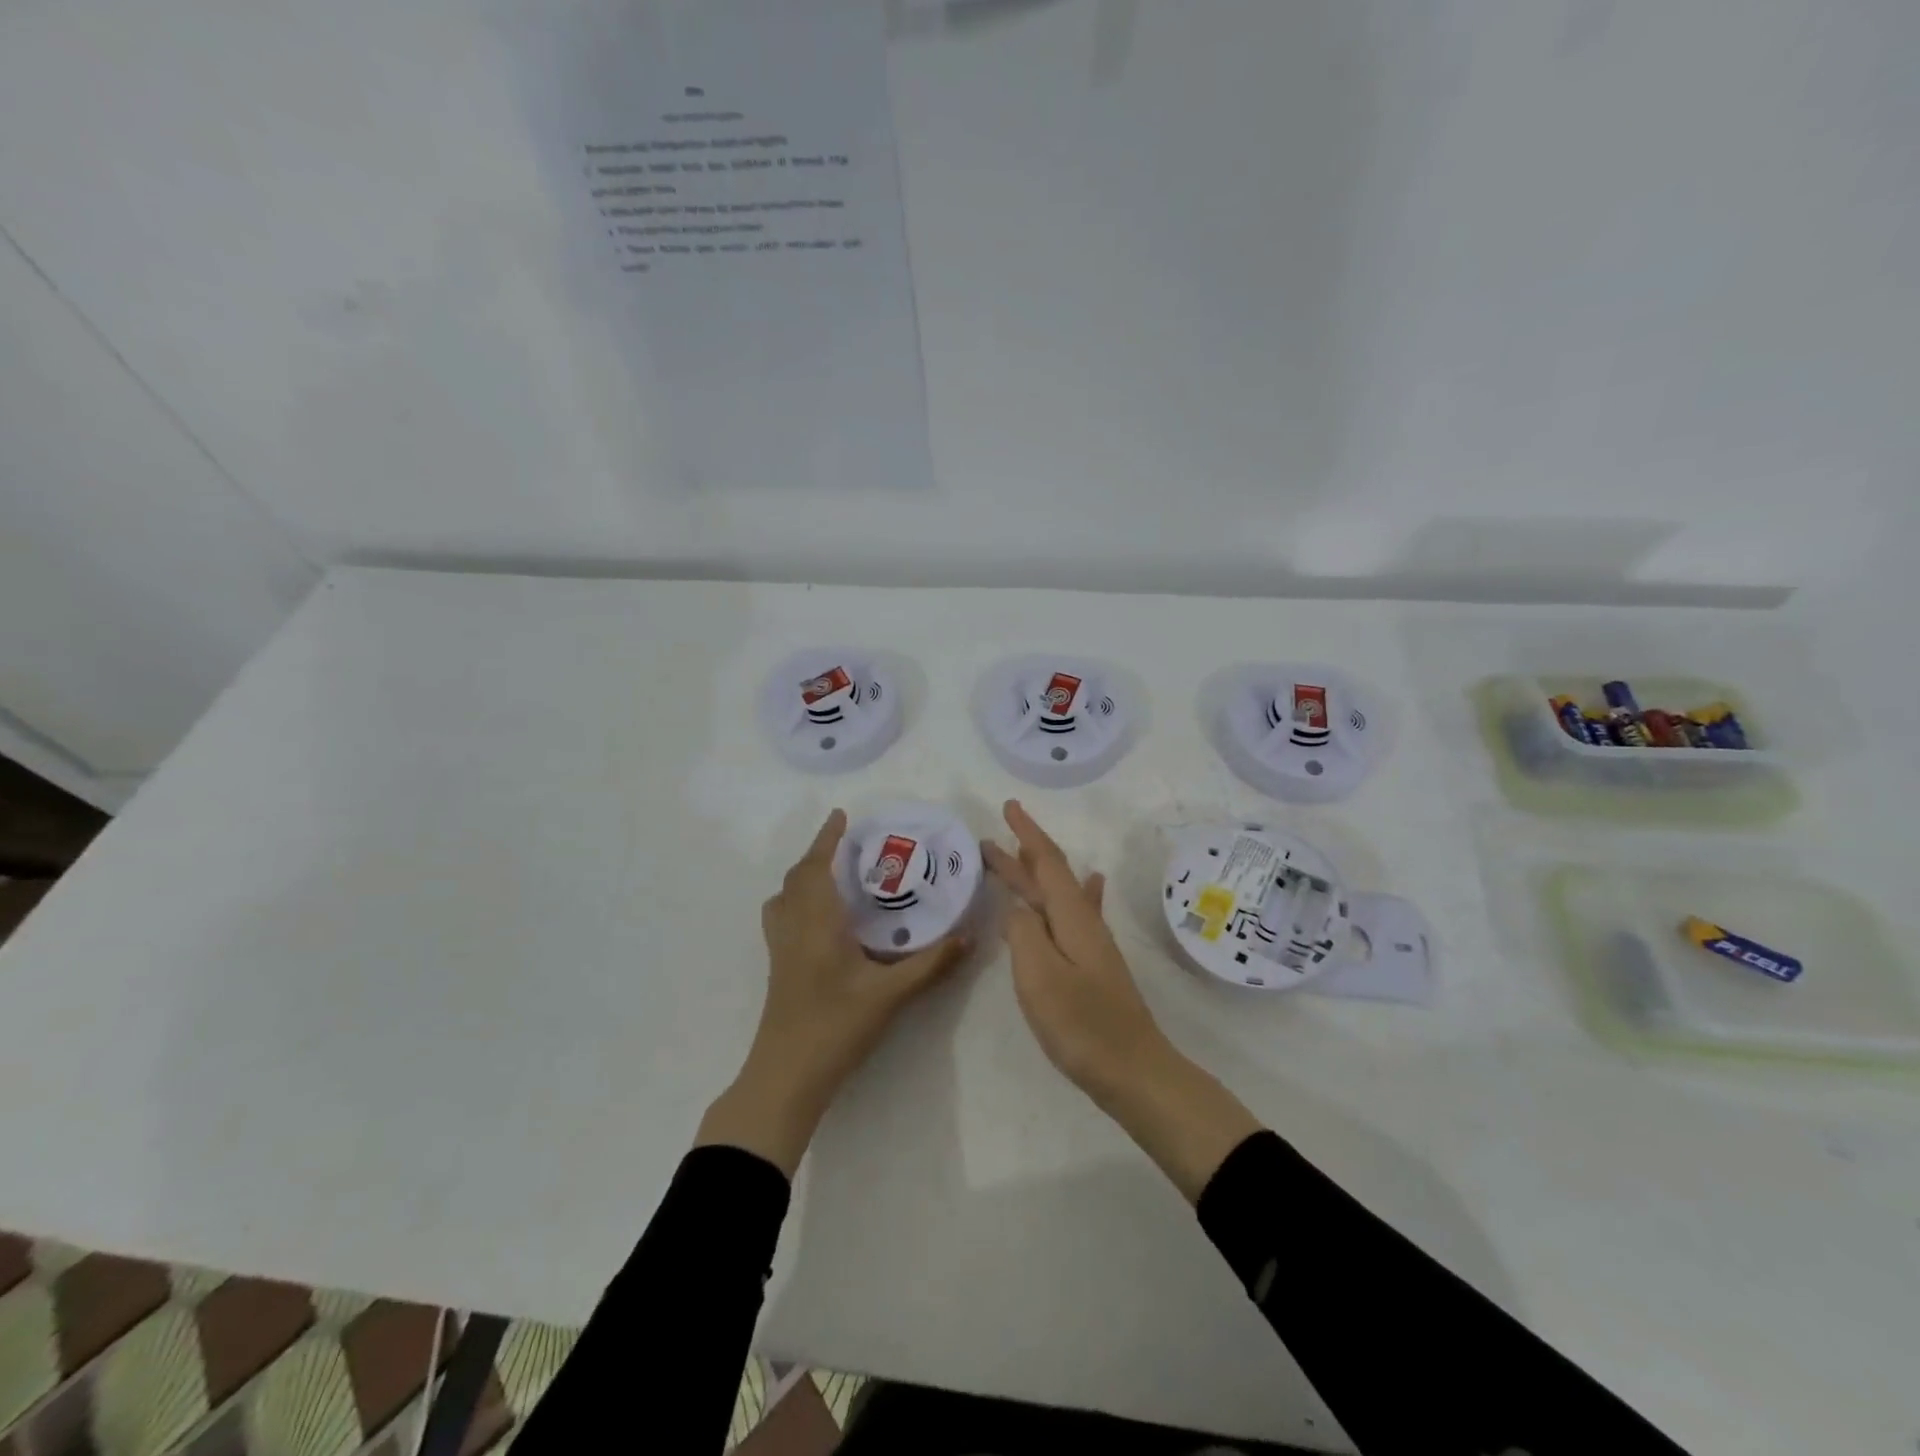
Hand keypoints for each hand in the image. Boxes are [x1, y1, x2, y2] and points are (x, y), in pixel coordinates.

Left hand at [698, 809, 968, 1174]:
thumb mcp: (890, 995)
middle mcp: (793, 927)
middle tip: (848, 845)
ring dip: (805, 877)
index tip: (841, 815)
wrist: (786, 1076)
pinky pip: (782, 918)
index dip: (827, 838)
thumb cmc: (836, 1027)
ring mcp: (780, 949)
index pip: (817, 867)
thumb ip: (930, 964)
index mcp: (817, 922)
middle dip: (819, 854)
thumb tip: (968, 936)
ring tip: (833, 876)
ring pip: (784, 897)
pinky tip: (821, 921)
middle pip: (797, 877)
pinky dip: (797, 901)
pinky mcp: (777, 968)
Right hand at [982, 799, 1172, 1102]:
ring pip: (1058, 896)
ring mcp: (1091, 944)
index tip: (1008, 806)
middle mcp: (1084, 922)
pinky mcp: (1092, 965)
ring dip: (1035, 876)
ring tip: (1018, 856)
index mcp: (1071, 918)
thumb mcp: (1039, 976)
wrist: (1134, 1071)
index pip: (1047, 863)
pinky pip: (1072, 915)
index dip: (1026, 834)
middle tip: (986, 841)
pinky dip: (1073, 894)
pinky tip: (1088, 885)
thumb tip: (1017, 909)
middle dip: (1020, 856)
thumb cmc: (1082, 1024)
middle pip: (1049, 878)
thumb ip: (1024, 933)